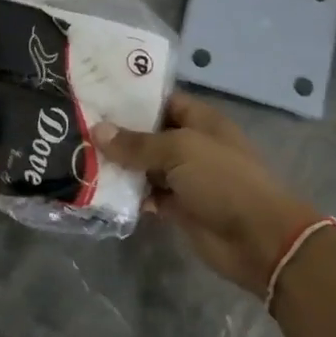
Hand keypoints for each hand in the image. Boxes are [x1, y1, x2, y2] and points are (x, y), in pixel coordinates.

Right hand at [93, 91, 317, 293]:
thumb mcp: (179, 151)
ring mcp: (185, 177)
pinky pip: (147, 195)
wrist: (258, 240)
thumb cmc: (223, 181)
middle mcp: (192, 145)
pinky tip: (97, 189)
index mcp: (200, 121)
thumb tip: (97, 130)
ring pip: (145, 166)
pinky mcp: (178, 207)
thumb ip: (137, 143)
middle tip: (77, 126)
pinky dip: (128, 194)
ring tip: (77, 155)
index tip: (96, 97)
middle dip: (118, 133)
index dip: (133, 98)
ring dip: (119, 165)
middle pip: (150, 134)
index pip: (162, 101)